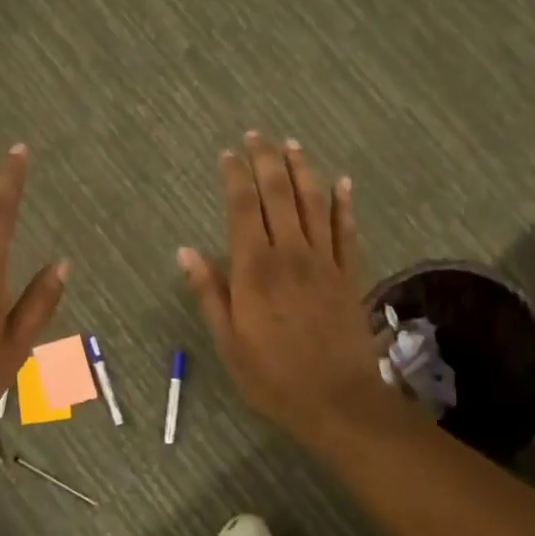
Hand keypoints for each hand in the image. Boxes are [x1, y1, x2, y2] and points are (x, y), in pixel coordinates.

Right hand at [180, 133, 395, 445]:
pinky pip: (345, 230)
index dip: (235, 176)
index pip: (243, 208)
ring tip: (292, 144)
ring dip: (303, 170)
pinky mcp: (348, 274)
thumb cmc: (272, 376)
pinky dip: (343, 203)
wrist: (338, 400)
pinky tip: (342, 182)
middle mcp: (291, 254)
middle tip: (258, 135)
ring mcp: (324, 261)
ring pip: (314, 203)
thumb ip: (209, 293)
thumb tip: (186, 251)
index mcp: (255, 270)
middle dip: (267, 160)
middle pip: (279, 194)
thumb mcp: (228, 342)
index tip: (228, 154)